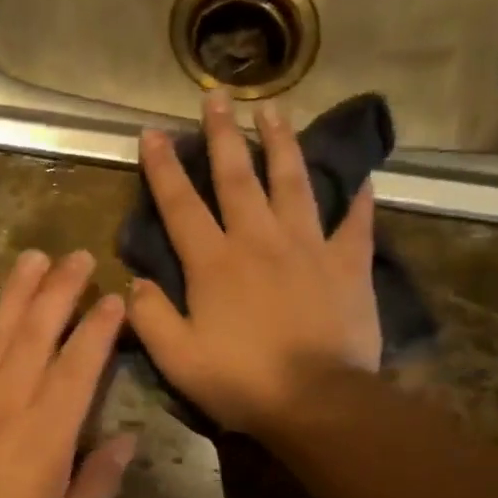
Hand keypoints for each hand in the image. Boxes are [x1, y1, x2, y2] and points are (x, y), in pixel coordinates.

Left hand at [0, 250, 135, 497]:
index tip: (113, 297)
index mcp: (47, 432)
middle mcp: (7, 400)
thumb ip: (100, 482)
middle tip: (78, 256)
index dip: (99, 327)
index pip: (79, 365)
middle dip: (61, 289)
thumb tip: (127, 438)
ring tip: (33, 258)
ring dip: (16, 292)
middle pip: (38, 332)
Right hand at [129, 93, 381, 435]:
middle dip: (223, 134)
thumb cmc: (241, 381)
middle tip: (217, 95)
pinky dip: (358, 199)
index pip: (181, 205)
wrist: (317, 401)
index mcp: (214, 262)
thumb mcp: (177, 358)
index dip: (164, 168)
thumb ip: (149, 316)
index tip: (153, 132)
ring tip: (275, 109)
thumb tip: (135, 281)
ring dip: (281, 143)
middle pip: (238, 177)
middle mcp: (258, 240)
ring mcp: (308, 247)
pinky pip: (355, 223)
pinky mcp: (348, 264)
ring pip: (293, 183)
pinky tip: (362, 178)